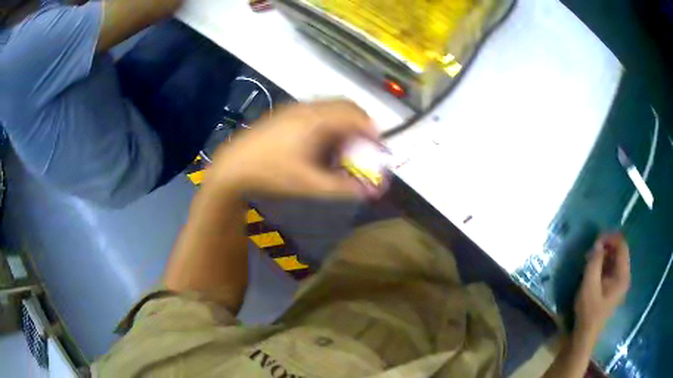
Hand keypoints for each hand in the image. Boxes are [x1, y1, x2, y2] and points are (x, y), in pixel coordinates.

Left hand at [207, 100, 379, 198]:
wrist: (233, 167)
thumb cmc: (271, 174)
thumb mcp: (309, 184)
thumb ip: (343, 187)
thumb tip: (370, 191)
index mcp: (317, 120)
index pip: (355, 116)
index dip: (372, 130)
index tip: (379, 147)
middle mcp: (308, 108)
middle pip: (345, 106)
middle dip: (360, 123)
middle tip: (364, 145)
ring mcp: (295, 108)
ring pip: (330, 108)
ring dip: (343, 123)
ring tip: (343, 146)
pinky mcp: (285, 113)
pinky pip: (316, 111)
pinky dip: (328, 123)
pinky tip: (320, 143)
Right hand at [574, 233, 630, 339]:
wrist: (584, 335)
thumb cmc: (588, 311)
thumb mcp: (589, 285)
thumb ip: (594, 262)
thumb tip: (598, 243)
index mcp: (622, 275)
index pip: (622, 246)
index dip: (610, 238)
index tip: (596, 239)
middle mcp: (625, 277)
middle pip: (620, 251)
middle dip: (607, 246)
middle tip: (592, 249)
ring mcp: (620, 283)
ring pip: (616, 260)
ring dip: (604, 255)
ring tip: (591, 259)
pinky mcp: (614, 288)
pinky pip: (612, 269)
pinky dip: (604, 265)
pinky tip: (594, 269)